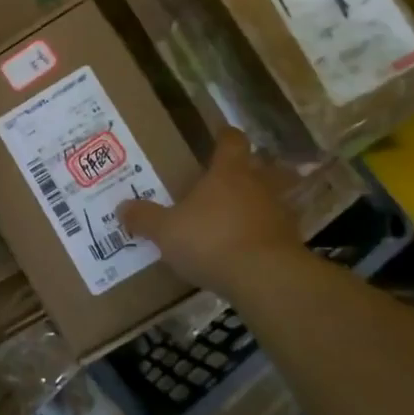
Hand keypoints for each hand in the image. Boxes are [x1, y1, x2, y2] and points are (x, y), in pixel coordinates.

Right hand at [118, 127, 303, 296]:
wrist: (266, 279)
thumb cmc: (212, 240)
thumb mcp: (167, 231)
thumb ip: (145, 218)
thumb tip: (122, 207)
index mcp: (228, 172)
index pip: (232, 141)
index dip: (226, 136)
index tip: (220, 135)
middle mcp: (257, 185)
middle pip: (257, 168)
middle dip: (245, 172)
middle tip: (226, 181)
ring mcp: (279, 213)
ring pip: (269, 199)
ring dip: (257, 205)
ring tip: (237, 218)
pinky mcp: (291, 243)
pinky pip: (275, 232)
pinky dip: (264, 236)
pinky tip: (248, 250)